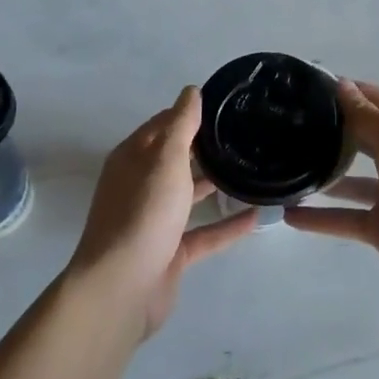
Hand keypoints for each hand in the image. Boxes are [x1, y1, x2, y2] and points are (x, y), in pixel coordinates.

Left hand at [68, 88, 254, 336]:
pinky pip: (204, 233)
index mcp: (133, 159)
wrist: (121, 288)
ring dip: (216, 184)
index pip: (163, 125)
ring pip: (189, 195)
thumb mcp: (165, 160)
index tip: (226, 105)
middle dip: (205, 147)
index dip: (190, 113)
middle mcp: (141, 186)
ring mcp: (155, 221)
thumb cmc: (143, 213)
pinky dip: (228, 225)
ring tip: (252, 170)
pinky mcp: (170, 253)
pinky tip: (257, 216)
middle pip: (176, 159)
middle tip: (246, 135)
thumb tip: (191, 90)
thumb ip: (181, 124)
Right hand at [286, 80, 378, 292]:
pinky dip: (319, 219)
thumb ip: (366, 115)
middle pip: (363, 140)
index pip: (378, 101)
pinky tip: (288, 215)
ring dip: (323, 177)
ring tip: (284, 168)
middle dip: (332, 133)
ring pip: (351, 182)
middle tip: (289, 126)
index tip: (310, 87)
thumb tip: (341, 85)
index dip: (349, 92)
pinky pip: (345, 219)